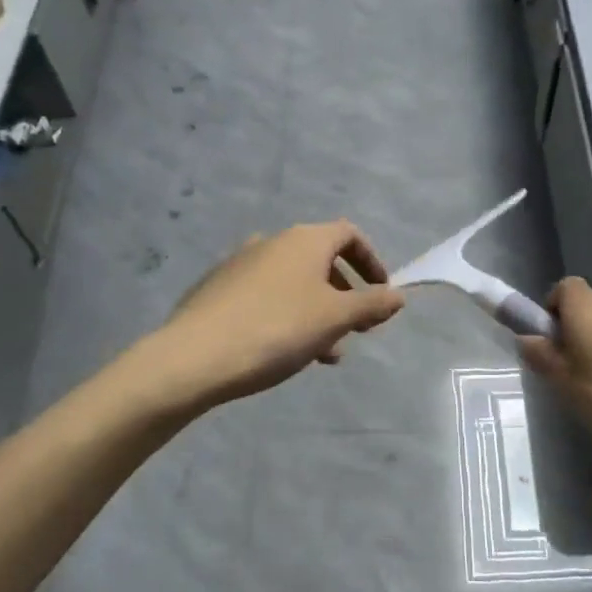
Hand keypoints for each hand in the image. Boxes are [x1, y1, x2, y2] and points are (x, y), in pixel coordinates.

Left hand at [139, 221, 405, 411]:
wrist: (193, 357)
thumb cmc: (277, 330)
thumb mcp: (335, 319)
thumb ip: (371, 304)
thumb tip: (398, 295)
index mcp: (303, 241)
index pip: (349, 234)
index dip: (371, 261)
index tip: (380, 293)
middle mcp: (272, 242)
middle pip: (320, 261)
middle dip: (344, 294)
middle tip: (356, 329)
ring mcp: (240, 264)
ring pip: (293, 283)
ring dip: (317, 311)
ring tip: (325, 353)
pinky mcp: (217, 289)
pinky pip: (265, 297)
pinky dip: (286, 316)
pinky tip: (284, 351)